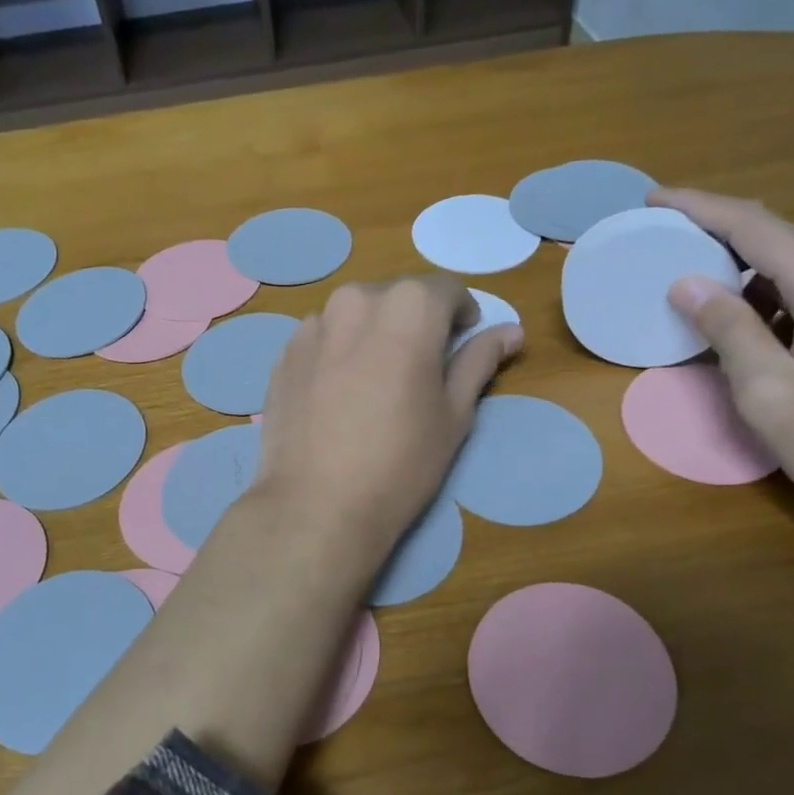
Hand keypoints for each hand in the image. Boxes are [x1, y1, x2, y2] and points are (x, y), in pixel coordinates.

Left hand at [255, 276, 522, 559]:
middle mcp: (355, 300)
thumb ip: (480, 361)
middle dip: (415, 323)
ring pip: (356, 317)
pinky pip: (323, 340)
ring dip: (373, 336)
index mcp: (407, 306)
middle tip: (420, 370)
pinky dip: (338, 354)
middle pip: (397, 298)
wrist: (316, 505)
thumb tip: (510, 331)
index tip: (461, 345)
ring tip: (375, 386)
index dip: (461, 315)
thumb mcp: (454, 414)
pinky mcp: (283, 355)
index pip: (446, 289)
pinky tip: (339, 399)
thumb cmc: (400, 462)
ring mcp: (312, 326)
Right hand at [656, 188, 793, 543]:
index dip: (700, 207)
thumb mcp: (773, 399)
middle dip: (720, 236)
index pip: (755, 225)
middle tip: (667, 248)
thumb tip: (688, 282)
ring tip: (702, 294)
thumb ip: (729, 333)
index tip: (654, 198)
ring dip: (750, 272)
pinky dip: (781, 295)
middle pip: (783, 236)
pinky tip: (759, 328)